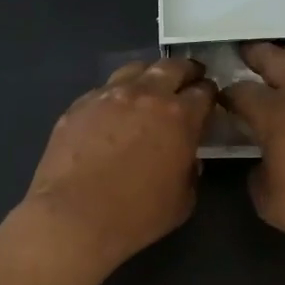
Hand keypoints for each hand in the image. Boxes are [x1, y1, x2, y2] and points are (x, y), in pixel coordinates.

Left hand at [24, 57, 216, 268]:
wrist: (74, 217)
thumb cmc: (137, 215)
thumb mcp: (183, 201)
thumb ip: (190, 172)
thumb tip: (186, 160)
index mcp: (180, 117)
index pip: (204, 92)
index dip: (209, 94)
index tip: (209, 99)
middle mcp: (146, 95)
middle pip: (172, 67)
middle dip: (186, 71)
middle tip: (189, 78)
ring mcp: (109, 95)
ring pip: (135, 69)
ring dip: (149, 74)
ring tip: (150, 86)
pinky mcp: (79, 105)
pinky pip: (104, 89)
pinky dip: (116, 93)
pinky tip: (114, 110)